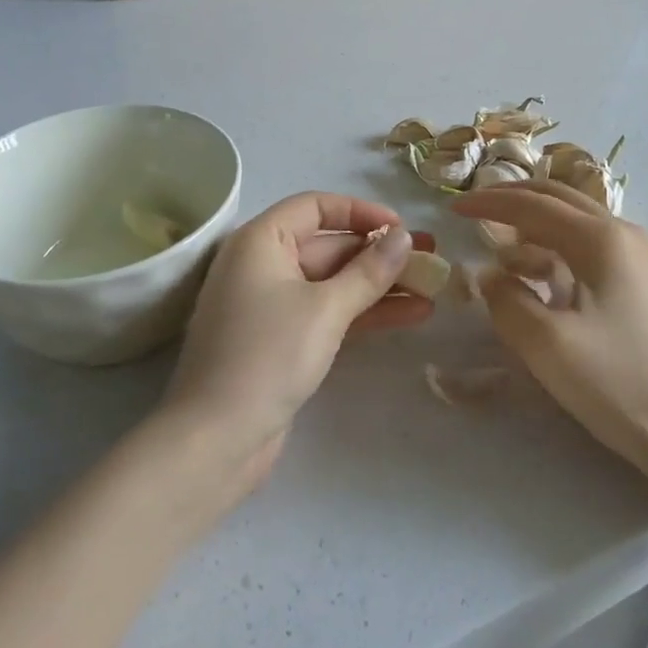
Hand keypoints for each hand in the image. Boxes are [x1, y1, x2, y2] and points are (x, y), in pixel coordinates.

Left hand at [157, 193, 433, 492]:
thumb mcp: (325, 309)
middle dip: (379, 253)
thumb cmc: (267, 356)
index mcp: (260, 241)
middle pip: (328, 245)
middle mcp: (262, 264)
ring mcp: (271, 304)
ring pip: (333, 282)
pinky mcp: (281, 339)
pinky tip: (409, 315)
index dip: (360, 212)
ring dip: (379, 285)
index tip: (402, 228)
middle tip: (431, 259)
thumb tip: (404, 236)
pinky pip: (327, 312)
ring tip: (432, 288)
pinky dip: (363, 312)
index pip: (315, 206)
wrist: (215, 440)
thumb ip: (368, 270)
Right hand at [451, 180, 647, 481]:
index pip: (533, 205)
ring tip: (510, 254)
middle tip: (479, 210)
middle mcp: (629, 235)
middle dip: (515, 200)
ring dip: (541, 227)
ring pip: (583, 223)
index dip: (489, 203)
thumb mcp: (545, 345)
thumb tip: (492, 275)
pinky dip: (566, 249)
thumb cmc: (618, 384)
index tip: (454, 209)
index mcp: (602, 239)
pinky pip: (602, 247)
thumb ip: (506, 300)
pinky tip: (555, 281)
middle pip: (561, 199)